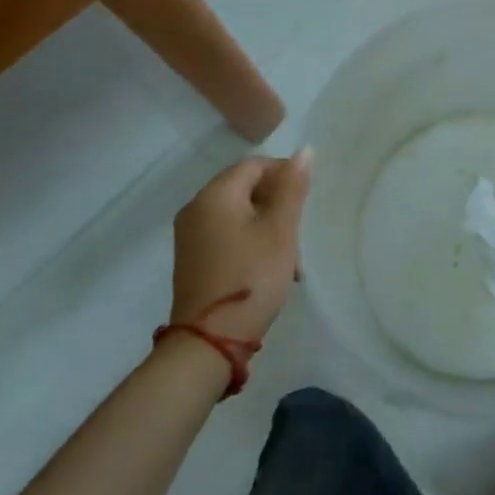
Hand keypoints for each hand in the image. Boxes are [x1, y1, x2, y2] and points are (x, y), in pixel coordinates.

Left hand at [168, 151, 311, 343]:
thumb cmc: (250, 276)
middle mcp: (196, 208)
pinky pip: (227, 234)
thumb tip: (304, 151)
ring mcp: (190, 236)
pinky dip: (250, 242)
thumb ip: (292, 187)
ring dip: (267, 227)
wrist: (208, 343)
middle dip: (277, 205)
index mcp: (215, 194)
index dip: (284, 175)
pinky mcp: (192, 260)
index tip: (304, 202)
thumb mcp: (280, 229)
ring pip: (239, 214)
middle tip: (298, 233)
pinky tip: (268, 268)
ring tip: (290, 260)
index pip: (255, 165)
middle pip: (246, 188)